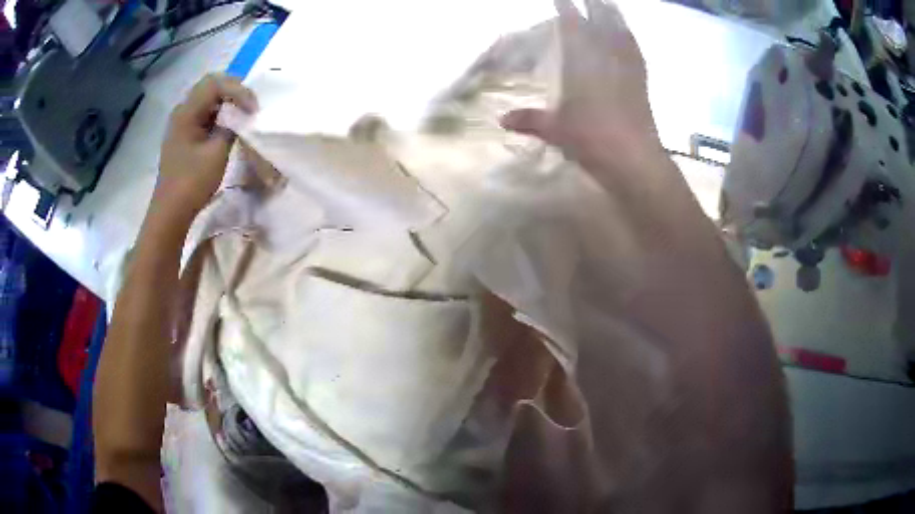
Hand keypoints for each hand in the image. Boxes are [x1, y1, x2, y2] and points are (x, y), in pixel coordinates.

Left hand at [154, 74, 256, 223]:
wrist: (171, 211)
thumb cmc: (192, 183)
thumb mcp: (217, 153)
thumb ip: (231, 127)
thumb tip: (241, 115)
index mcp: (186, 112)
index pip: (216, 84)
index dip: (239, 90)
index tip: (254, 109)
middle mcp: (182, 111)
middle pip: (210, 84)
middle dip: (234, 89)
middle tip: (251, 103)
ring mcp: (181, 122)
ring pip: (207, 97)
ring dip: (227, 100)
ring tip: (243, 112)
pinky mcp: (184, 134)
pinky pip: (204, 112)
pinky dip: (219, 112)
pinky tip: (229, 123)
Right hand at [501, 0, 660, 169]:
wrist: (634, 160)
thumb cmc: (592, 140)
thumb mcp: (556, 131)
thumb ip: (530, 120)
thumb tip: (502, 119)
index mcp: (583, 65)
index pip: (573, 28)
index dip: (566, 10)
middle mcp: (606, 60)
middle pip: (600, 23)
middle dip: (593, 5)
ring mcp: (627, 69)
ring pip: (620, 33)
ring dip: (614, 15)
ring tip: (609, 2)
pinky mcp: (641, 82)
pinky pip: (635, 52)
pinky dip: (630, 39)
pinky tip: (628, 34)